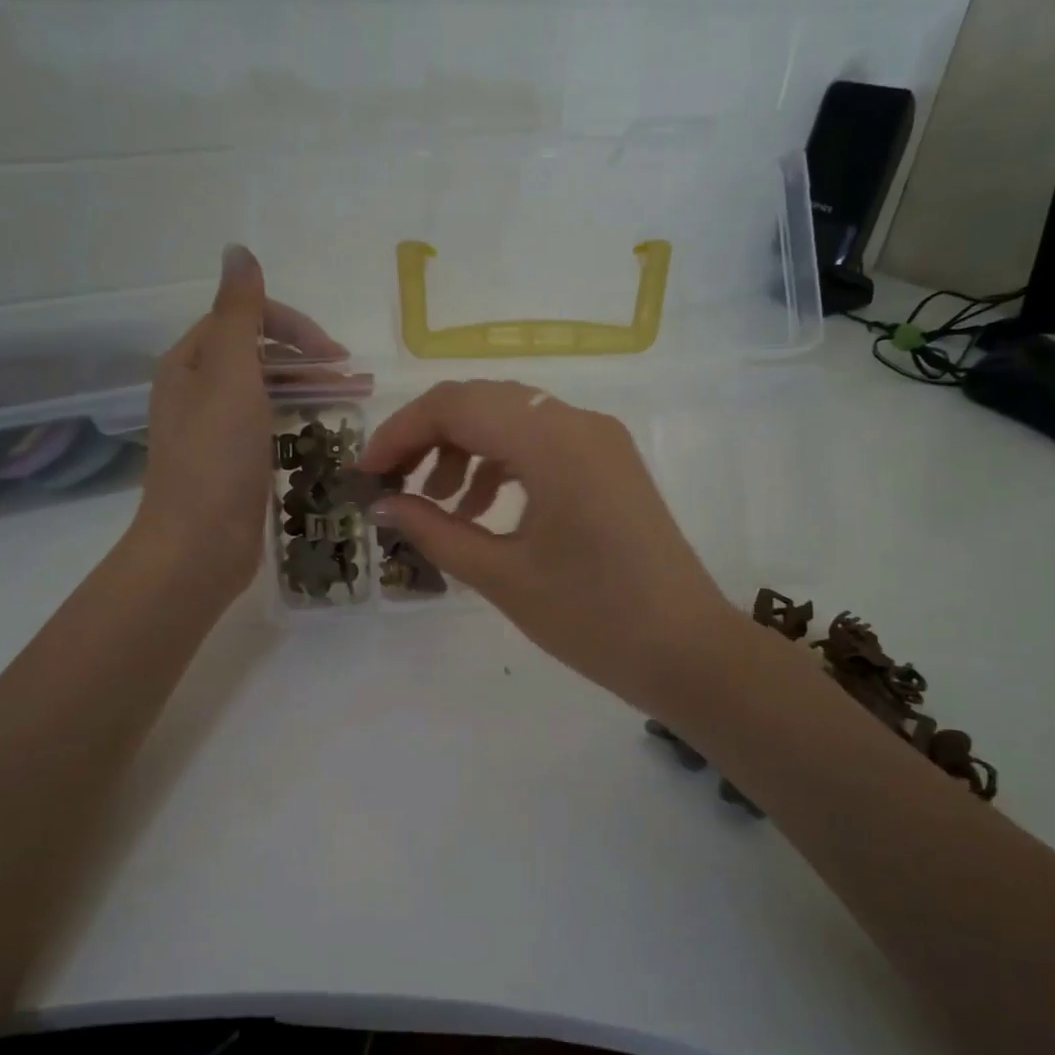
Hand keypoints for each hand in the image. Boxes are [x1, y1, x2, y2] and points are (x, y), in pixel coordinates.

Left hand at [135, 246, 344, 610]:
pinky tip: (322, 432)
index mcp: (190, 363)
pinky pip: (267, 425)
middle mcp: (196, 390)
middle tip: (351, 376)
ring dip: (306, 388)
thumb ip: (238, 314)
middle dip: (305, 358)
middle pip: (256, 354)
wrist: (198, 547)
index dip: (291, 326)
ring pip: (265, 391)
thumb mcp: (228, 375)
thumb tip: (237, 250)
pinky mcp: (231, 464)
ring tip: (350, 400)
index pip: (243, 319)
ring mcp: (213, 430)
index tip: (334, 354)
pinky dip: (296, 419)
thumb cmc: (215, 459)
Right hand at [361, 380, 750, 714]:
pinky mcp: (609, 463)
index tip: (367, 474)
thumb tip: (383, 504)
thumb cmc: (592, 618)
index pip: (455, 405)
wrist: (688, 652)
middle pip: (481, 403)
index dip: (400, 433)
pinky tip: (481, 512)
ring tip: (438, 506)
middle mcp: (578, 422)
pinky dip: (501, 465)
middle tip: (393, 485)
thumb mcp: (501, 575)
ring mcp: (599, 440)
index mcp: (553, 441)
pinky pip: (540, 443)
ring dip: (464, 451)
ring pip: (510, 419)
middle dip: (427, 438)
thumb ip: (434, 530)